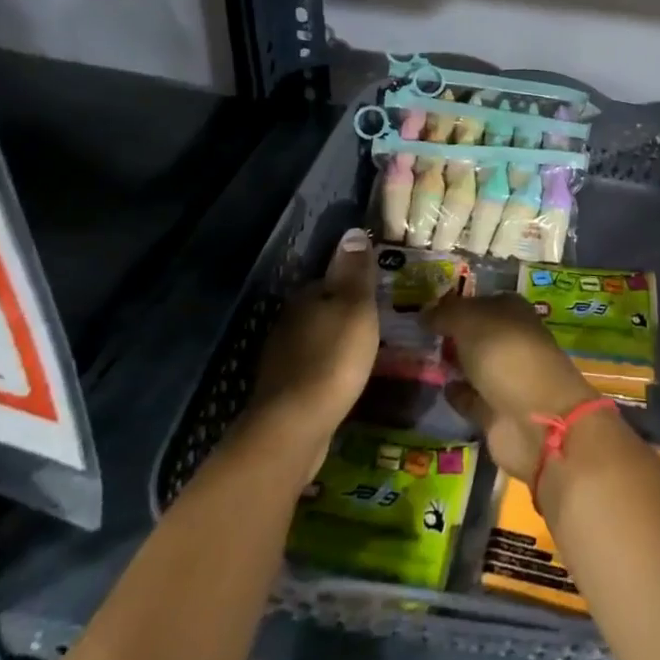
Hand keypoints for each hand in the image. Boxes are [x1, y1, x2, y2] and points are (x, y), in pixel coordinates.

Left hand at [247, 229, 379, 481]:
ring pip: (315, 339)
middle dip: (344, 314)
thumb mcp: (355, 307)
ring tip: (364, 351)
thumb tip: (352, 231)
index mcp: (304, 297)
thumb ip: (355, 271)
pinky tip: (343, 379)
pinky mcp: (284, 391)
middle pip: (321, 309)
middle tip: (376, 323)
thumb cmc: (333, 358)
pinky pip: (312, 368)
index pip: (330, 279)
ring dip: (335, 342)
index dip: (354, 284)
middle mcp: (287, 322)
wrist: (294, 428)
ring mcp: (281, 358)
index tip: (377, 294)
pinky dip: (327, 369)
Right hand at [422, 291, 597, 481]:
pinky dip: (457, 393)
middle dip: (451, 333)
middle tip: (415, 333)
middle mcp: (510, 340)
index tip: (424, 308)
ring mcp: (505, 377)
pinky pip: (470, 397)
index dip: (454, 303)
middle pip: (476, 333)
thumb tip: (424, 313)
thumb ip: (446, 314)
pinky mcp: (496, 412)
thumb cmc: (506, 355)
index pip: (479, 300)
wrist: (536, 420)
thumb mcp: (471, 321)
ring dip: (452, 362)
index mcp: (512, 311)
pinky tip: (437, 386)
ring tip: (419, 357)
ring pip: (472, 364)